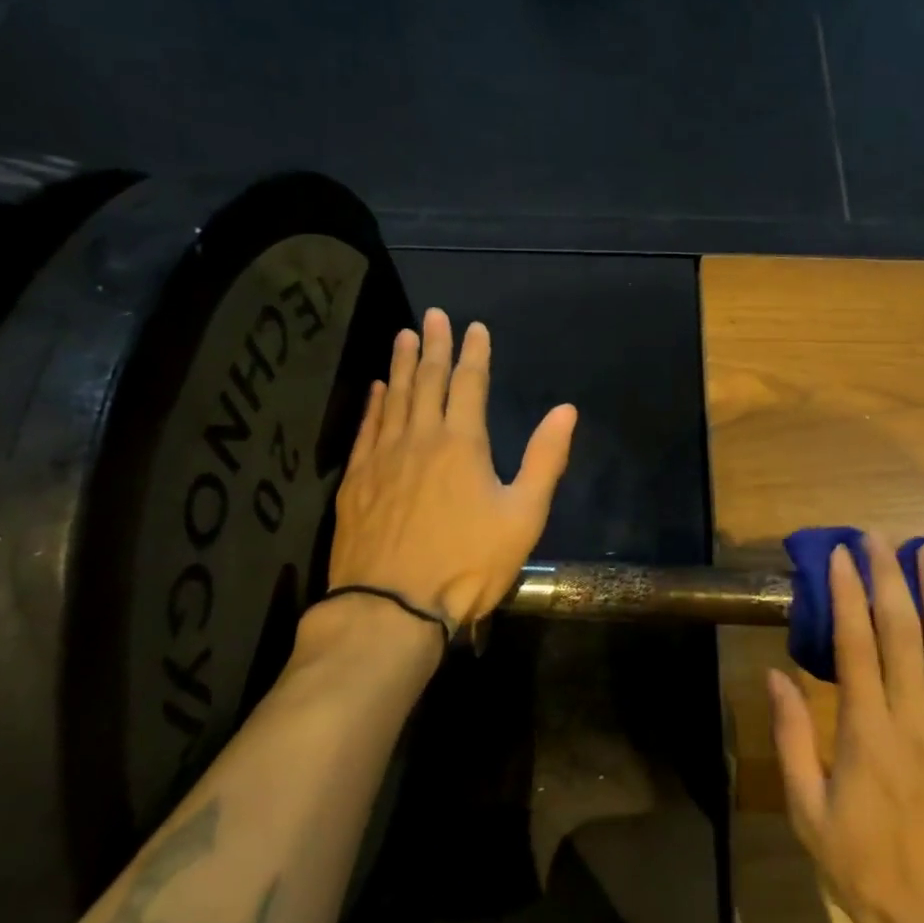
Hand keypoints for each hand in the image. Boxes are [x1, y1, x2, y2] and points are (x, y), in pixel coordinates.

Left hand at [323, 307, 576, 632]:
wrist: (391, 607)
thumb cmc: (467, 563)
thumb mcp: (523, 516)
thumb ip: (544, 459)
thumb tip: (566, 410)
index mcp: (462, 443)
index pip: (469, 384)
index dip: (473, 353)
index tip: (474, 326)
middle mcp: (420, 437)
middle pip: (427, 380)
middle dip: (433, 345)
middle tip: (433, 315)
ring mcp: (382, 457)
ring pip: (393, 398)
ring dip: (400, 364)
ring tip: (403, 336)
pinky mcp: (357, 481)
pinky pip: (366, 428)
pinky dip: (374, 403)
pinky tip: (376, 389)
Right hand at [767, 535, 923, 922]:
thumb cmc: (861, 866)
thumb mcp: (806, 809)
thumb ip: (791, 737)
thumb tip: (774, 674)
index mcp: (868, 734)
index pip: (857, 646)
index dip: (848, 594)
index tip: (840, 555)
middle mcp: (916, 721)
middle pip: (904, 633)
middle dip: (891, 578)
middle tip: (880, 538)